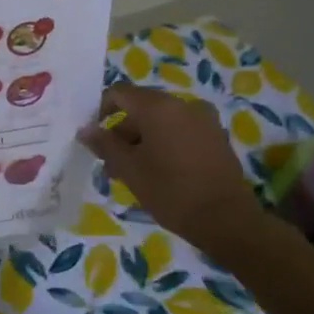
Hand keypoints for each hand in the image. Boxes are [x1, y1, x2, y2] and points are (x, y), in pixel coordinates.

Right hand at [79, 84, 266, 255]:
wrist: (227, 220)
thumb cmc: (171, 191)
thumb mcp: (129, 169)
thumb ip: (105, 144)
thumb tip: (86, 130)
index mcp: (158, 107)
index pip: (120, 93)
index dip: (101, 110)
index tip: (94, 137)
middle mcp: (183, 104)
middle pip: (141, 107)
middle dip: (122, 131)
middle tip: (111, 163)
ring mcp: (204, 119)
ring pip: (161, 121)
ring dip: (143, 139)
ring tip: (134, 172)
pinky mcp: (216, 137)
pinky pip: (181, 130)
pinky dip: (165, 143)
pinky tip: (161, 171)